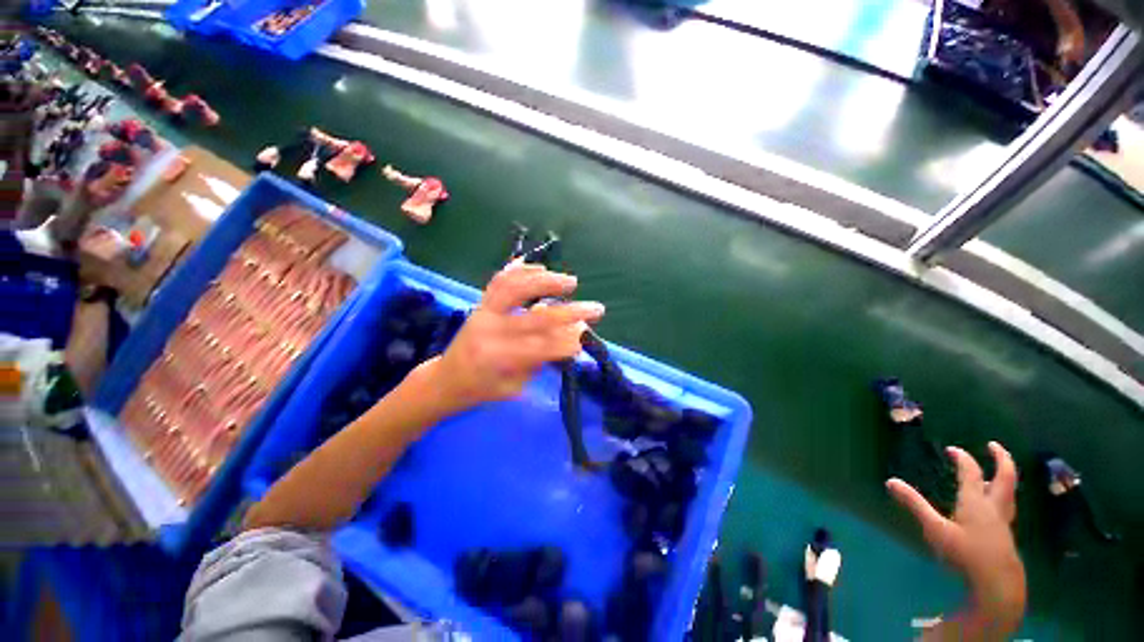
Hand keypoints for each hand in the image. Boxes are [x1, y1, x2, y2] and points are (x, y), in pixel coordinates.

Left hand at [419, 263, 604, 414]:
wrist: (447, 379)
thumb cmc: (483, 389)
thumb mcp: (513, 387)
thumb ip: (540, 361)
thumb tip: (573, 337)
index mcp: (496, 360)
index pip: (540, 348)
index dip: (566, 342)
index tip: (588, 336)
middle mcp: (488, 331)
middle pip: (535, 318)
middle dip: (570, 313)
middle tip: (596, 308)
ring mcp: (482, 312)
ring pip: (514, 289)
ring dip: (545, 282)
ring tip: (571, 281)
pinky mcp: (480, 303)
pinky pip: (499, 281)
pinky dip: (520, 270)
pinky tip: (539, 267)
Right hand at [888, 442, 1024, 631]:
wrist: (998, 583)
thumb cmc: (965, 553)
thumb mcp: (935, 529)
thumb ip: (915, 505)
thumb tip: (890, 481)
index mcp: (976, 501)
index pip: (971, 472)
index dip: (963, 458)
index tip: (953, 450)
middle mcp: (994, 506)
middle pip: (1005, 477)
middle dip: (1001, 459)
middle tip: (994, 445)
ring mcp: (1003, 520)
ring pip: (1009, 492)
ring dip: (1004, 477)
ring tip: (997, 471)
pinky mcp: (1006, 533)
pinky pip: (1007, 505)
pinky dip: (1003, 495)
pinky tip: (996, 504)